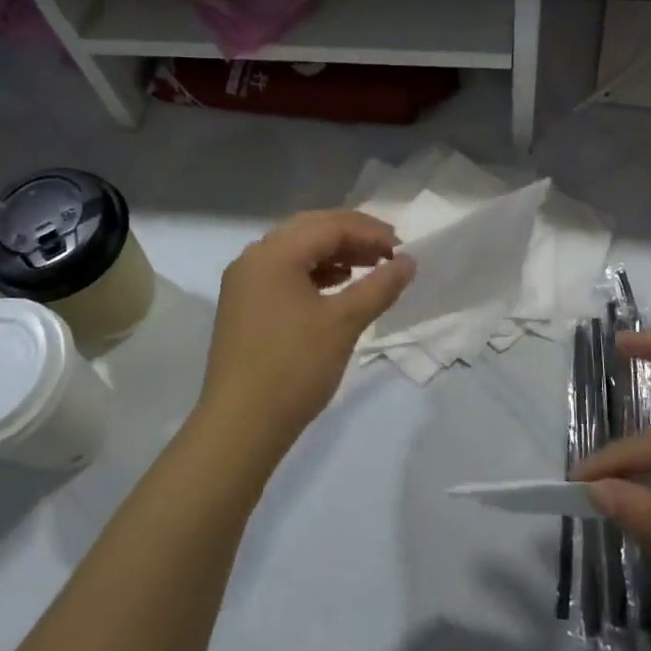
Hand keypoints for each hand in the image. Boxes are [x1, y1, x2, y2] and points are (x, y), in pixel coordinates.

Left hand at [193, 209, 414, 465]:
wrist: (241, 425)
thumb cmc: (294, 367)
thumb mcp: (344, 323)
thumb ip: (379, 286)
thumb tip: (409, 261)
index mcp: (274, 253)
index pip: (329, 225)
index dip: (370, 232)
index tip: (403, 250)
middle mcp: (254, 258)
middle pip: (310, 231)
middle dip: (352, 237)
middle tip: (389, 254)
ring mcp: (245, 283)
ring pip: (297, 252)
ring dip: (334, 254)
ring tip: (369, 269)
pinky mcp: (244, 307)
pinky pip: (285, 275)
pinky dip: (315, 274)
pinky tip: (338, 287)